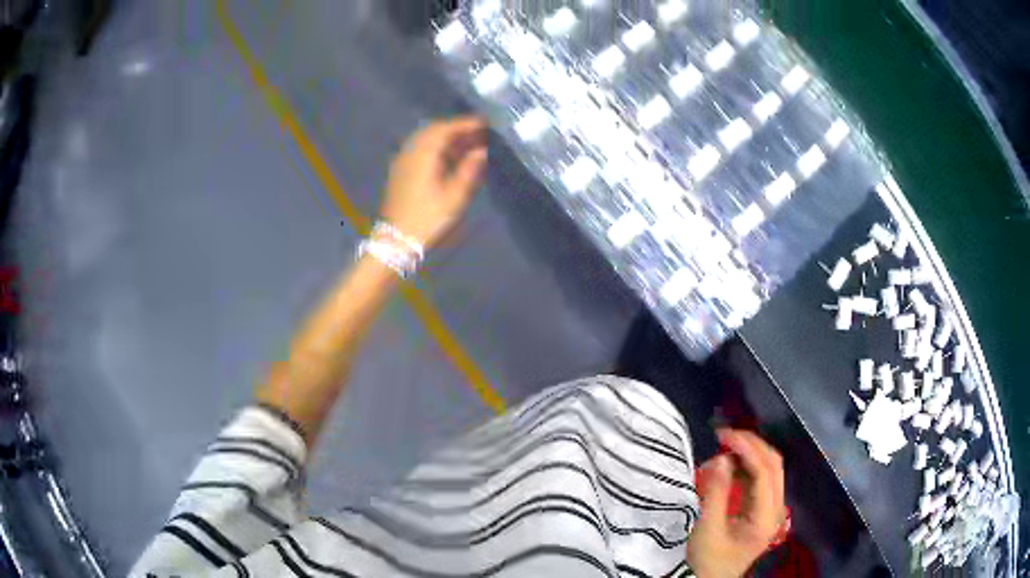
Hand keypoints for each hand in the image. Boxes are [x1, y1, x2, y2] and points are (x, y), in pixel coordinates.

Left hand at [380, 116, 487, 248]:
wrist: (396, 239)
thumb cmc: (427, 218)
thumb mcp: (454, 196)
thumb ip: (469, 169)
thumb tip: (481, 151)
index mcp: (423, 153)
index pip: (445, 128)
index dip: (466, 123)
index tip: (485, 123)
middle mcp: (410, 151)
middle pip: (434, 130)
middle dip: (456, 129)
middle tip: (478, 134)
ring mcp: (402, 160)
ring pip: (425, 139)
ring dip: (446, 139)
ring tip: (467, 145)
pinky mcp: (400, 171)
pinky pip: (419, 149)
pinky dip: (436, 148)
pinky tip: (449, 158)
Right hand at [686, 429, 786, 577]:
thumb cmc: (708, 561)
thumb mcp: (708, 530)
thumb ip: (716, 493)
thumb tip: (720, 458)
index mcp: (767, 516)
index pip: (765, 472)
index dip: (747, 449)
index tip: (724, 436)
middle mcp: (775, 508)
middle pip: (772, 465)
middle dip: (751, 445)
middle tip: (724, 435)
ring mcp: (769, 507)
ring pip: (767, 469)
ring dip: (748, 453)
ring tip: (723, 445)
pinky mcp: (760, 508)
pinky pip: (758, 478)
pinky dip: (744, 465)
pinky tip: (728, 463)